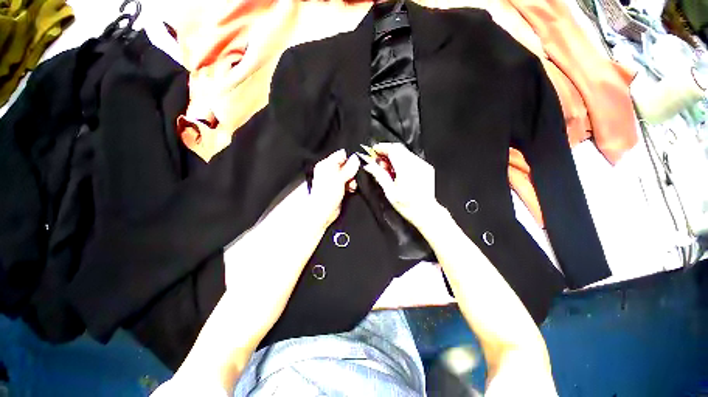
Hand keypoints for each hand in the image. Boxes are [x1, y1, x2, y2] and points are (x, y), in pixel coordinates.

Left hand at [308, 149, 359, 226]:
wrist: (324, 212)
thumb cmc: (326, 195)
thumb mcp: (339, 179)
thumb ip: (348, 168)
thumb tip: (355, 158)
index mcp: (326, 165)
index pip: (340, 155)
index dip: (349, 159)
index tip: (354, 166)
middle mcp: (329, 171)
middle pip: (346, 165)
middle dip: (352, 171)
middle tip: (352, 177)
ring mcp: (334, 180)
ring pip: (348, 174)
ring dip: (352, 179)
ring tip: (351, 185)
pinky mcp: (338, 188)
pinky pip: (348, 182)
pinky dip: (351, 185)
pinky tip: (351, 189)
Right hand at [359, 143, 443, 227]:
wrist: (425, 212)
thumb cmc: (408, 206)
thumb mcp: (390, 192)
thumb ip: (379, 175)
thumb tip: (369, 165)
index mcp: (406, 169)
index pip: (393, 149)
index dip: (382, 148)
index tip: (374, 150)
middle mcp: (416, 164)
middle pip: (399, 149)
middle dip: (387, 152)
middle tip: (379, 162)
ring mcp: (423, 165)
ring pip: (405, 153)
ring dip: (394, 157)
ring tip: (388, 169)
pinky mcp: (426, 167)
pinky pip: (412, 158)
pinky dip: (403, 161)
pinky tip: (398, 171)